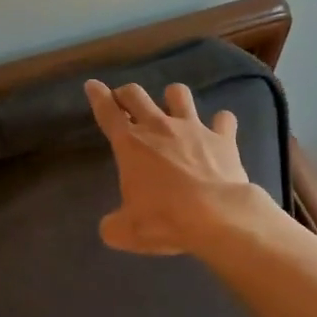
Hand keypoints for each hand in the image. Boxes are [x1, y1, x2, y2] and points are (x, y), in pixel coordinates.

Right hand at [84, 79, 269, 256]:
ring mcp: (193, 128)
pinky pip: (223, 119)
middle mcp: (159, 127)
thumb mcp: (126, 231)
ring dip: (172, 98)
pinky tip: (219, 130)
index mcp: (130, 144)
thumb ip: (113, 225)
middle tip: (125, 101)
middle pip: (136, 94)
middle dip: (127, 94)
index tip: (93, 85)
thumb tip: (111, 226)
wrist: (218, 217)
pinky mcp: (223, 138)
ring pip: (178, 94)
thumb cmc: (165, 219)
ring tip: (173, 108)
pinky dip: (220, 123)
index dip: (97, 96)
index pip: (107, 112)